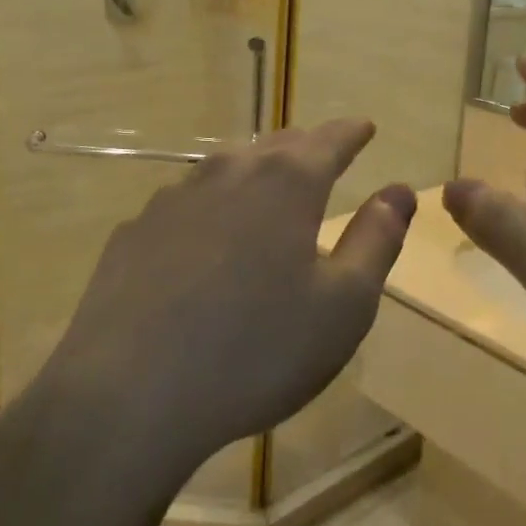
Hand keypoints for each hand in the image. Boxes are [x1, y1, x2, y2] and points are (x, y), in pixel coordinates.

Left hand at [15, 119, 416, 475]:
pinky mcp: (133, 234)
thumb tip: (399, 191)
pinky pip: (186, 205)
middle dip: (306, 146)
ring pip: (227, 169)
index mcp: (286, 183)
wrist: (127, 398)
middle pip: (276, 146)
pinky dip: (211, 208)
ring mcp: (173, 200)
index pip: (330, 140)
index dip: (352, 132)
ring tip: (268, 184)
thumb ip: (377, 240)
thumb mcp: (344, 305)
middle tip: (322, 152)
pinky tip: (206, 238)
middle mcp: (229, 174)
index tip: (365, 126)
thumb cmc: (256, 350)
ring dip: (255, 171)